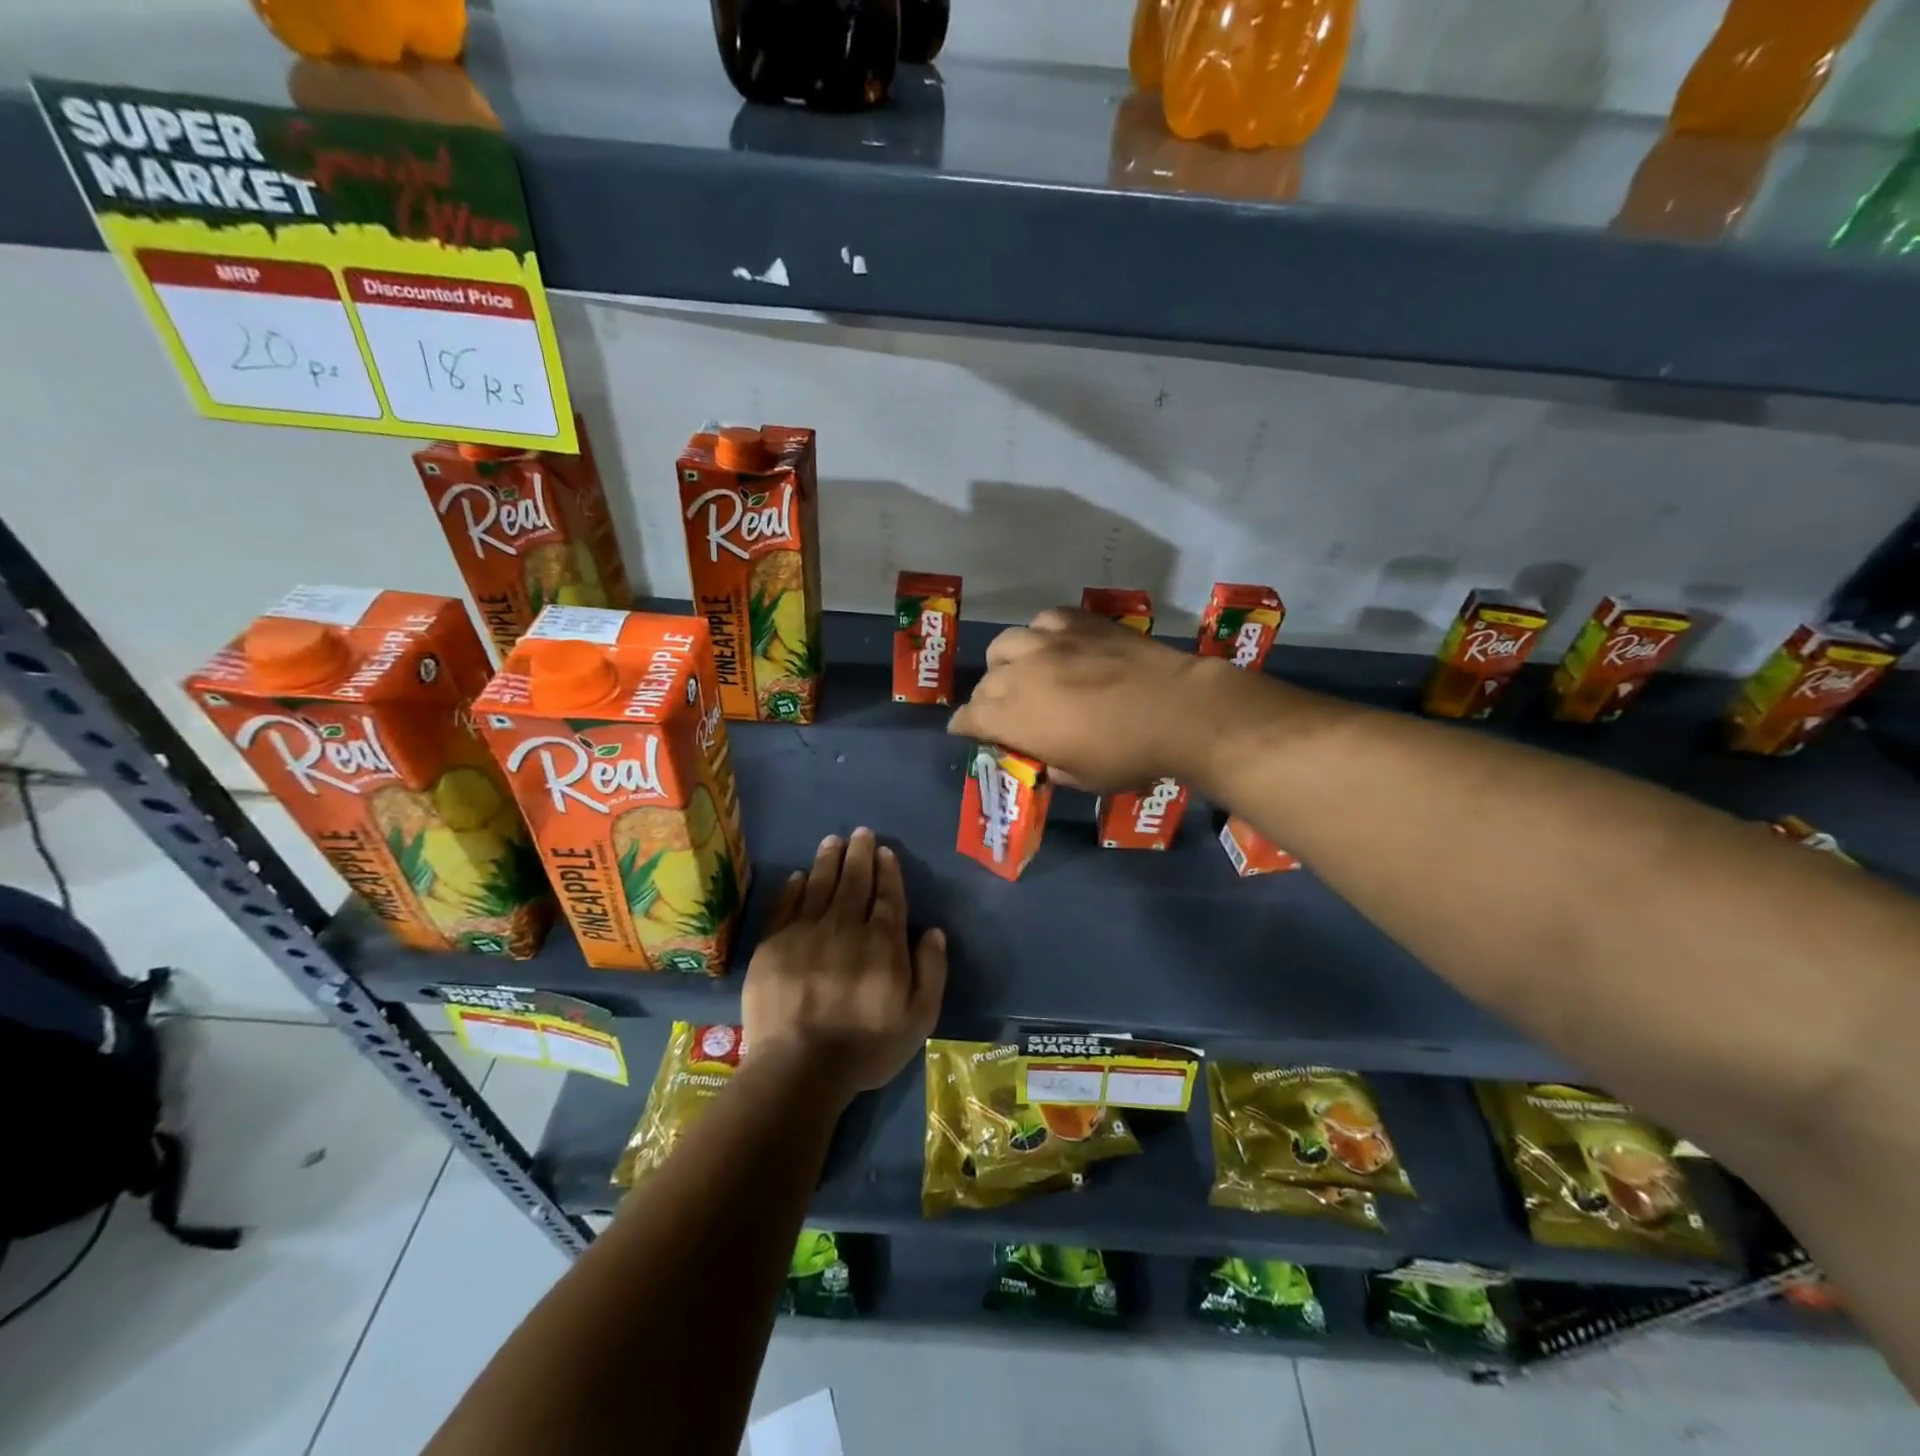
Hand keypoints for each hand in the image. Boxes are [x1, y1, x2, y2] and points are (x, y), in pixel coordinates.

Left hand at [742, 827, 947, 1102]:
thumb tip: (932, 931)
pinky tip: (799, 875)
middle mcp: (846, 926)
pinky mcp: (773, 944)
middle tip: (861, 832)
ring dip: (829, 860)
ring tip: (833, 840)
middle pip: (855, 881)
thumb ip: (931, 970)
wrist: (799, 1066)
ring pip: (821, 885)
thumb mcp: (919, 1017)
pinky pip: (786, 905)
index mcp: (883, 941)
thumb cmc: (866, 1046)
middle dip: (860, 854)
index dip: (888, 871)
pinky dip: (794, 887)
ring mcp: (806, 932)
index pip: (888, 896)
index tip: (885, 851)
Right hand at [948, 608, 1241, 791]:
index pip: (969, 718)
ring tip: (1021, 673)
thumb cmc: (1129, 755)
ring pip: (1005, 645)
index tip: (966, 732)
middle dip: (986, 701)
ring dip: (1005, 663)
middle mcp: (1021, 674)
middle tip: (1003, 712)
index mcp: (1015, 718)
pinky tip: (1054, 645)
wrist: (1178, 710)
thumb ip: (1052, 766)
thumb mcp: (1083, 778)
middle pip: (984, 684)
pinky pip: (1043, 621)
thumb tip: (1046, 759)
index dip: (964, 727)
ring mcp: (1049, 642)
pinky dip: (1041, 635)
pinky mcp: (1079, 622)